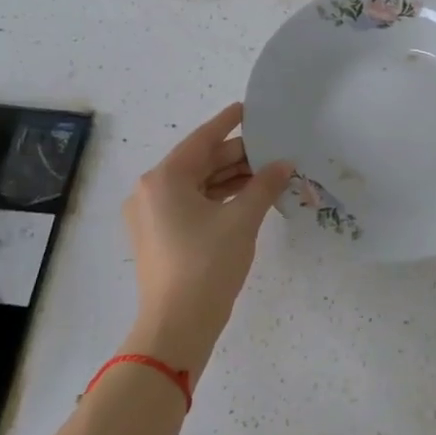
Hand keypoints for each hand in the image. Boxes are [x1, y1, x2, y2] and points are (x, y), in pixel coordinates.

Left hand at [121, 102, 293, 369]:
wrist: (177, 326)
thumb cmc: (207, 265)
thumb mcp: (242, 220)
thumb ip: (264, 185)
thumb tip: (284, 164)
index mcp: (164, 179)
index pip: (201, 140)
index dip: (228, 123)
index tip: (248, 109)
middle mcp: (151, 192)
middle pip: (200, 163)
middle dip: (237, 156)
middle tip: (273, 148)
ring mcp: (152, 216)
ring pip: (198, 186)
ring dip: (231, 179)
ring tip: (269, 173)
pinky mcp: (160, 237)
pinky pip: (193, 206)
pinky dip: (219, 199)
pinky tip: (249, 198)